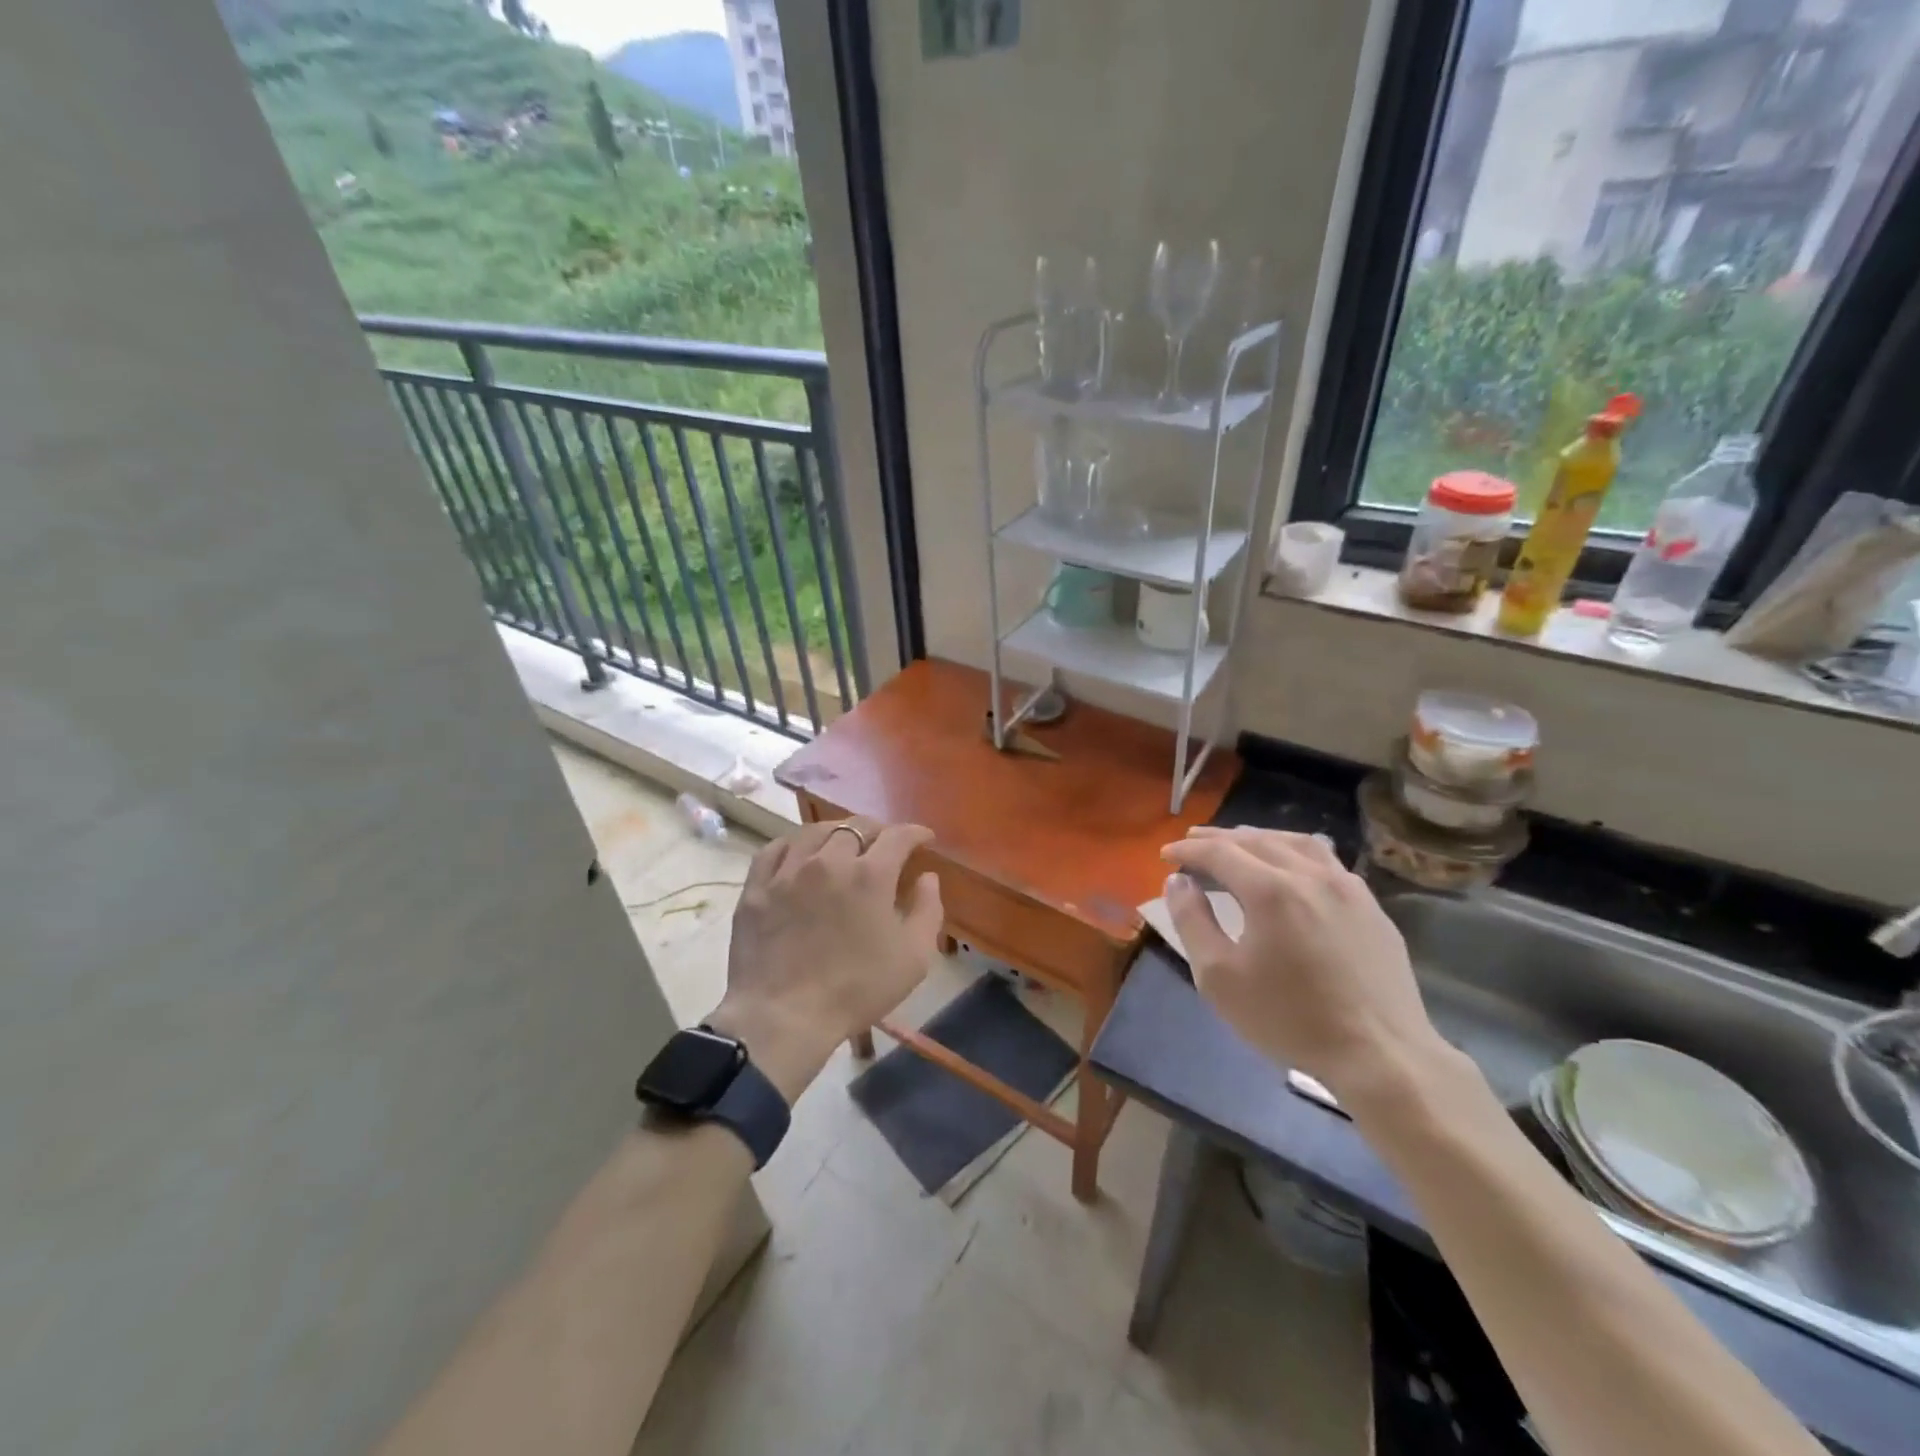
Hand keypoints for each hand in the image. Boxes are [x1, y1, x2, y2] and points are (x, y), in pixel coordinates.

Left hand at [708, 817, 942, 1100]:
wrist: (784, 1017)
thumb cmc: (857, 990)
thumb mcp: (913, 958)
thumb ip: (928, 910)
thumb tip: (927, 877)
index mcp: (870, 875)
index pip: (898, 836)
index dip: (915, 833)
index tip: (924, 838)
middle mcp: (829, 860)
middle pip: (856, 827)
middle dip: (877, 831)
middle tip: (884, 846)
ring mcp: (788, 871)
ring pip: (815, 831)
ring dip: (837, 832)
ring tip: (844, 843)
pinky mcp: (757, 887)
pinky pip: (775, 849)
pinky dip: (794, 844)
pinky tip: (800, 854)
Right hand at [1160, 827, 1446, 1103]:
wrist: (1381, 1055)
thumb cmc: (1289, 1019)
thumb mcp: (1219, 977)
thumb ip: (1192, 921)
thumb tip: (1177, 881)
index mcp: (1270, 890)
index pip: (1219, 852)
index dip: (1188, 849)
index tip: (1165, 855)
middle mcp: (1310, 875)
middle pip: (1256, 840)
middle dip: (1219, 838)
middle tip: (1193, 841)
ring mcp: (1347, 887)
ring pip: (1296, 843)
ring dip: (1260, 838)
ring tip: (1239, 844)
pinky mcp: (1371, 907)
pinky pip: (1326, 861)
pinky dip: (1295, 853)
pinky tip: (1291, 869)